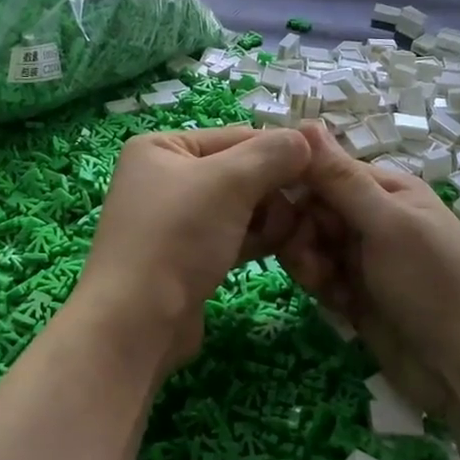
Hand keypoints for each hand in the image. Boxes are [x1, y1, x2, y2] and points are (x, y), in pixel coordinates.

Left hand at [72, 125, 310, 375]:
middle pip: (241, 172)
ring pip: (240, 207)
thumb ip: (272, 154)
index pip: (237, 136)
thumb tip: (308, 139)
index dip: (281, 152)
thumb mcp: (229, 183)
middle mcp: (165, 177)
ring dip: (271, 217)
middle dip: (275, 190)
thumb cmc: (177, 237)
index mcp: (162, 147)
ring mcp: (176, 220)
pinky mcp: (188, 256)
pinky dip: (257, 238)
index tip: (322, 170)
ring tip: (291, 234)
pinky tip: (284, 248)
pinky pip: (232, 235)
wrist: (136, 322)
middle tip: (304, 211)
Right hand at [279, 122, 459, 415]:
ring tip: (325, 287)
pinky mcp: (356, 294)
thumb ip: (341, 178)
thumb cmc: (433, 284)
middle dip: (302, 233)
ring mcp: (364, 258)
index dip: (298, 187)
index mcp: (386, 190)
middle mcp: (373, 219)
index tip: (274, 209)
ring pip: (311, 246)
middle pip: (312, 211)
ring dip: (308, 263)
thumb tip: (305, 121)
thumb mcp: (387, 224)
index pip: (324, 172)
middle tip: (311, 260)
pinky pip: (321, 277)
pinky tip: (337, 305)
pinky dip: (322, 288)